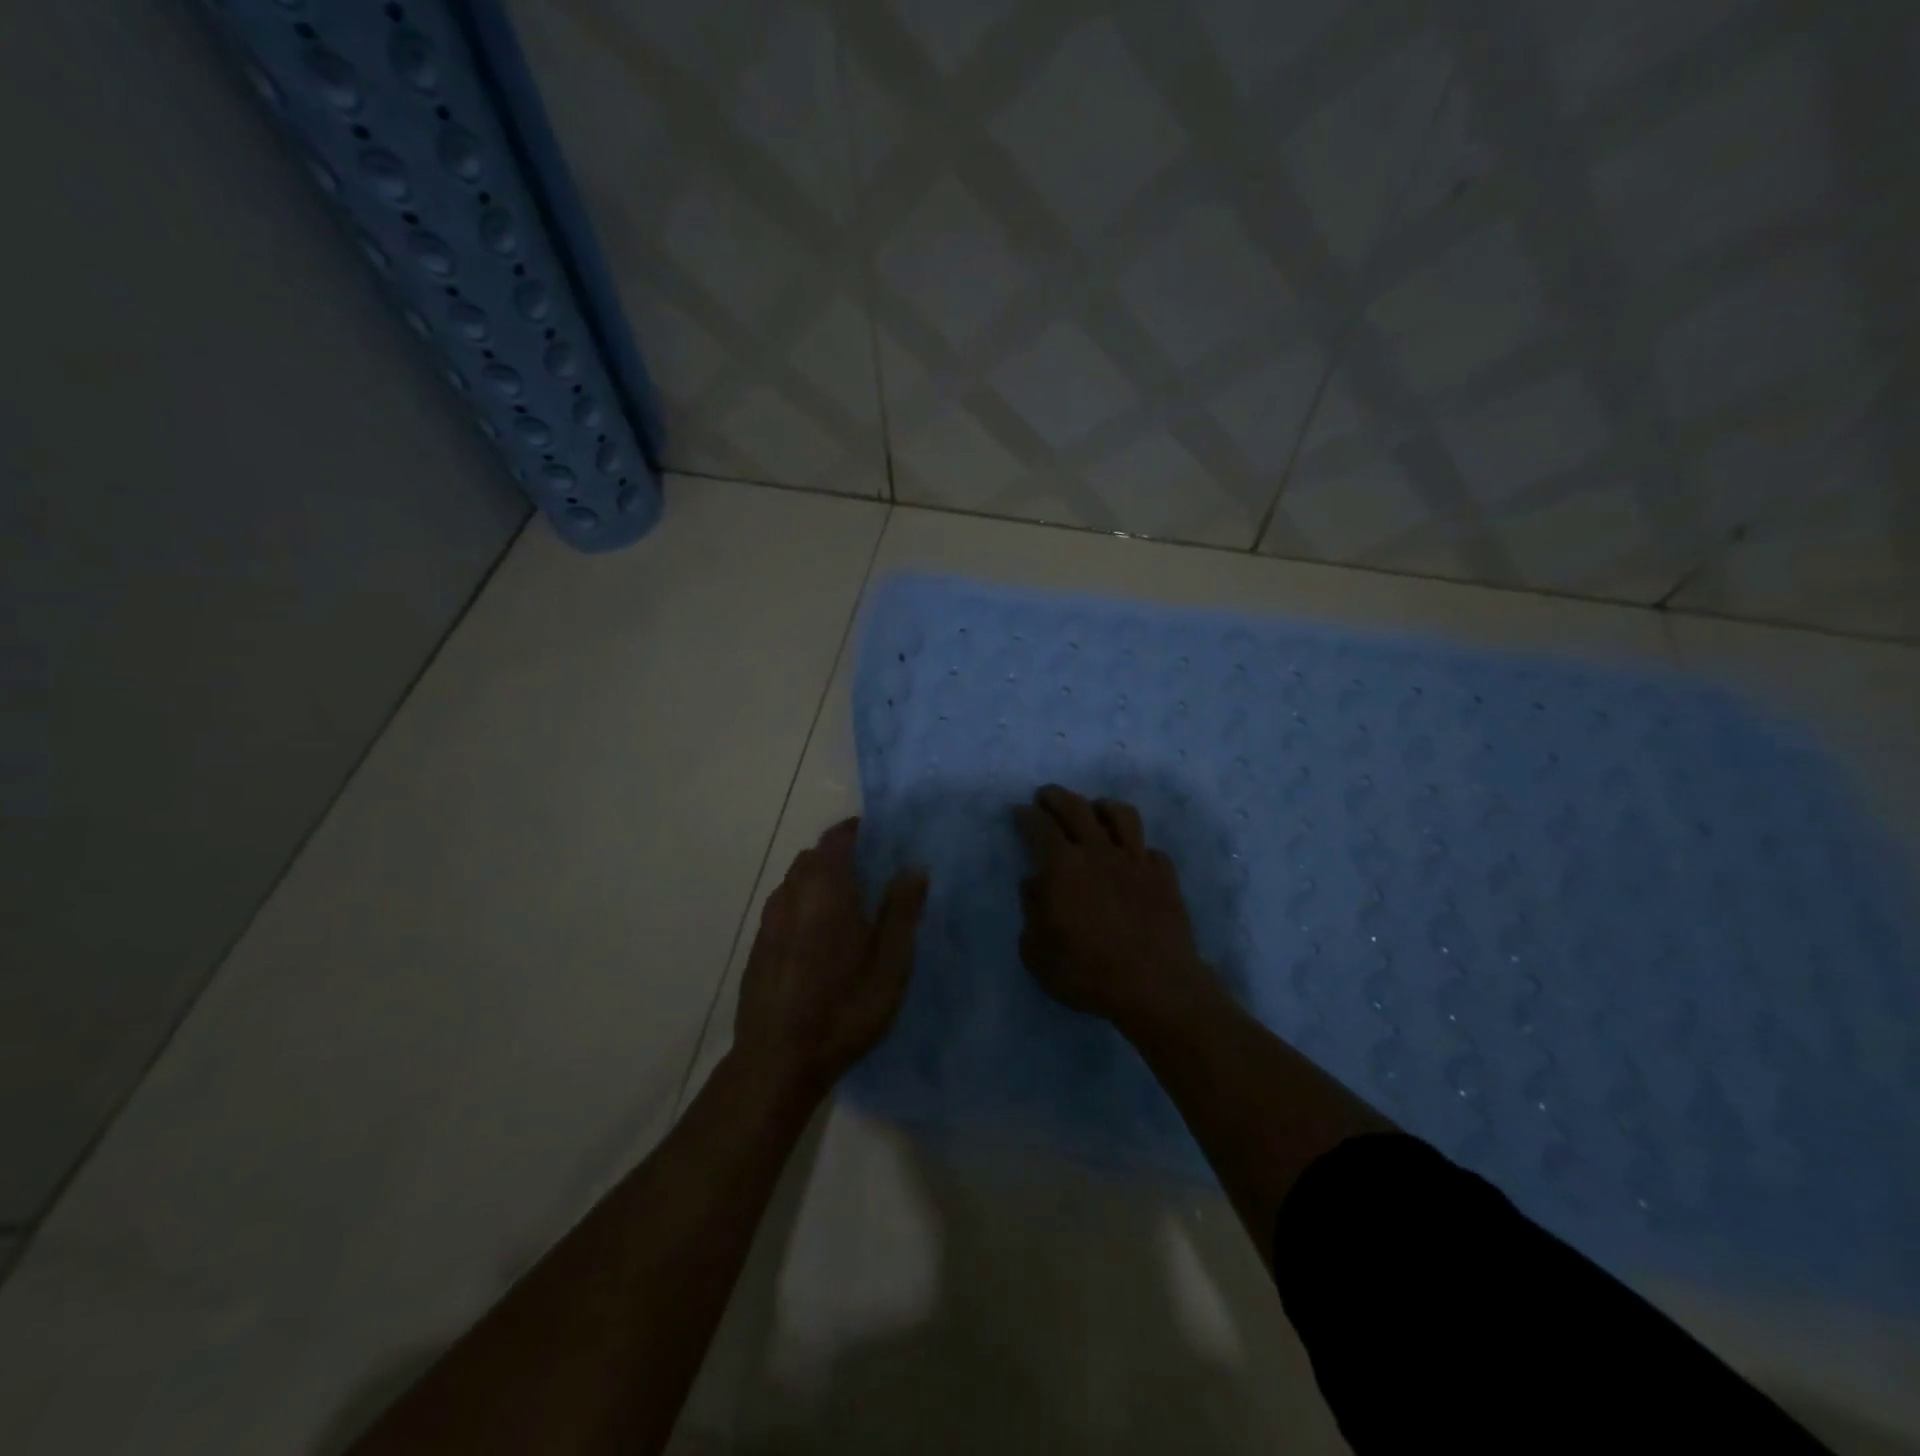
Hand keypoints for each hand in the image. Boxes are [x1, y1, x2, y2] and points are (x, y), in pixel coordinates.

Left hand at [733, 818, 927, 1096]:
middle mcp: (792, 895)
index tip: (880, 836)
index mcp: (826, 892)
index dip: (857, 831)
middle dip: (840, 854)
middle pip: (813, 856)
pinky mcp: (759, 944)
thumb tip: (913, 866)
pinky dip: (803, 903)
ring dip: (820, 878)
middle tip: (871, 872)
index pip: (837, 839)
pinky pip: (784, 905)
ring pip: (795, 880)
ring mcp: (769, 920)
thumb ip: (901, 912)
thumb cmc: (844, 1010)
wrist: (778, 1060)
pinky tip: (819, 935)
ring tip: (848, 903)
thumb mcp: (890, 965)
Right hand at [1015, 785, 1215, 1034]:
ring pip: (1121, 815)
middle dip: (1057, 797)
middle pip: (1077, 808)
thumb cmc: (1087, 972)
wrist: (1156, 986)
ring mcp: (1136, 861)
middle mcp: (1099, 852)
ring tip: (1094, 810)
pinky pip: (1150, 849)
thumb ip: (1031, 911)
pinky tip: (1133, 858)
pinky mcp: (1165, 876)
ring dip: (1102, 807)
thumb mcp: (1037, 951)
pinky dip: (1137, 849)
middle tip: (1046, 795)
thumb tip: (1035, 884)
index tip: (1021, 810)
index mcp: (1062, 866)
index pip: (1039, 827)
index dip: (1027, 815)